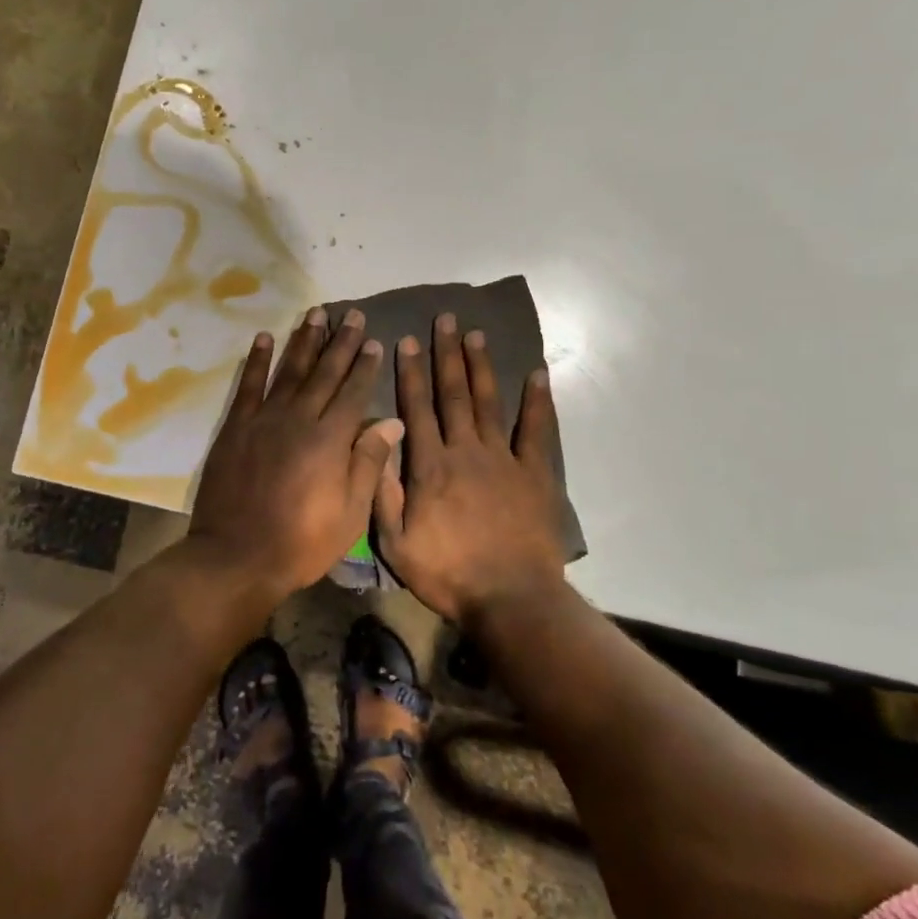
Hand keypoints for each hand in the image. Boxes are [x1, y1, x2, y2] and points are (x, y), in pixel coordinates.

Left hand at [188, 307, 403, 597]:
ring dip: (304, 340)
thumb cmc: (302, 542)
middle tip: (354, 315)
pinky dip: (256, 360)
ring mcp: (264, 420)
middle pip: (325, 373)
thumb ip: (369, 462)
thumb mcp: (350, 513)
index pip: (354, 392)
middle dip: (341, 343)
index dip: (366, 366)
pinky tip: (264, 337)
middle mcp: (299, 419)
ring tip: (316, 313)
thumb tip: (392, 420)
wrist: (237, 556)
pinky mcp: (236, 427)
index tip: (376, 341)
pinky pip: (248, 385)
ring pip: (289, 370)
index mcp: (330, 440)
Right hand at [375, 314, 566, 624]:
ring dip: (481, 367)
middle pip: (454, 394)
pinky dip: (538, 402)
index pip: (417, 408)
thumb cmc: (448, 574)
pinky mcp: (535, 474)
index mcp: (430, 466)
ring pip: (489, 403)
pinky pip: (536, 430)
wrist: (511, 598)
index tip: (407, 340)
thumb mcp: (396, 543)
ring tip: (477, 335)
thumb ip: (384, 492)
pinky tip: (537, 375)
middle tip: (446, 320)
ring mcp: (504, 459)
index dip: (411, 373)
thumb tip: (379, 444)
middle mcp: (466, 451)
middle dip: (447, 355)